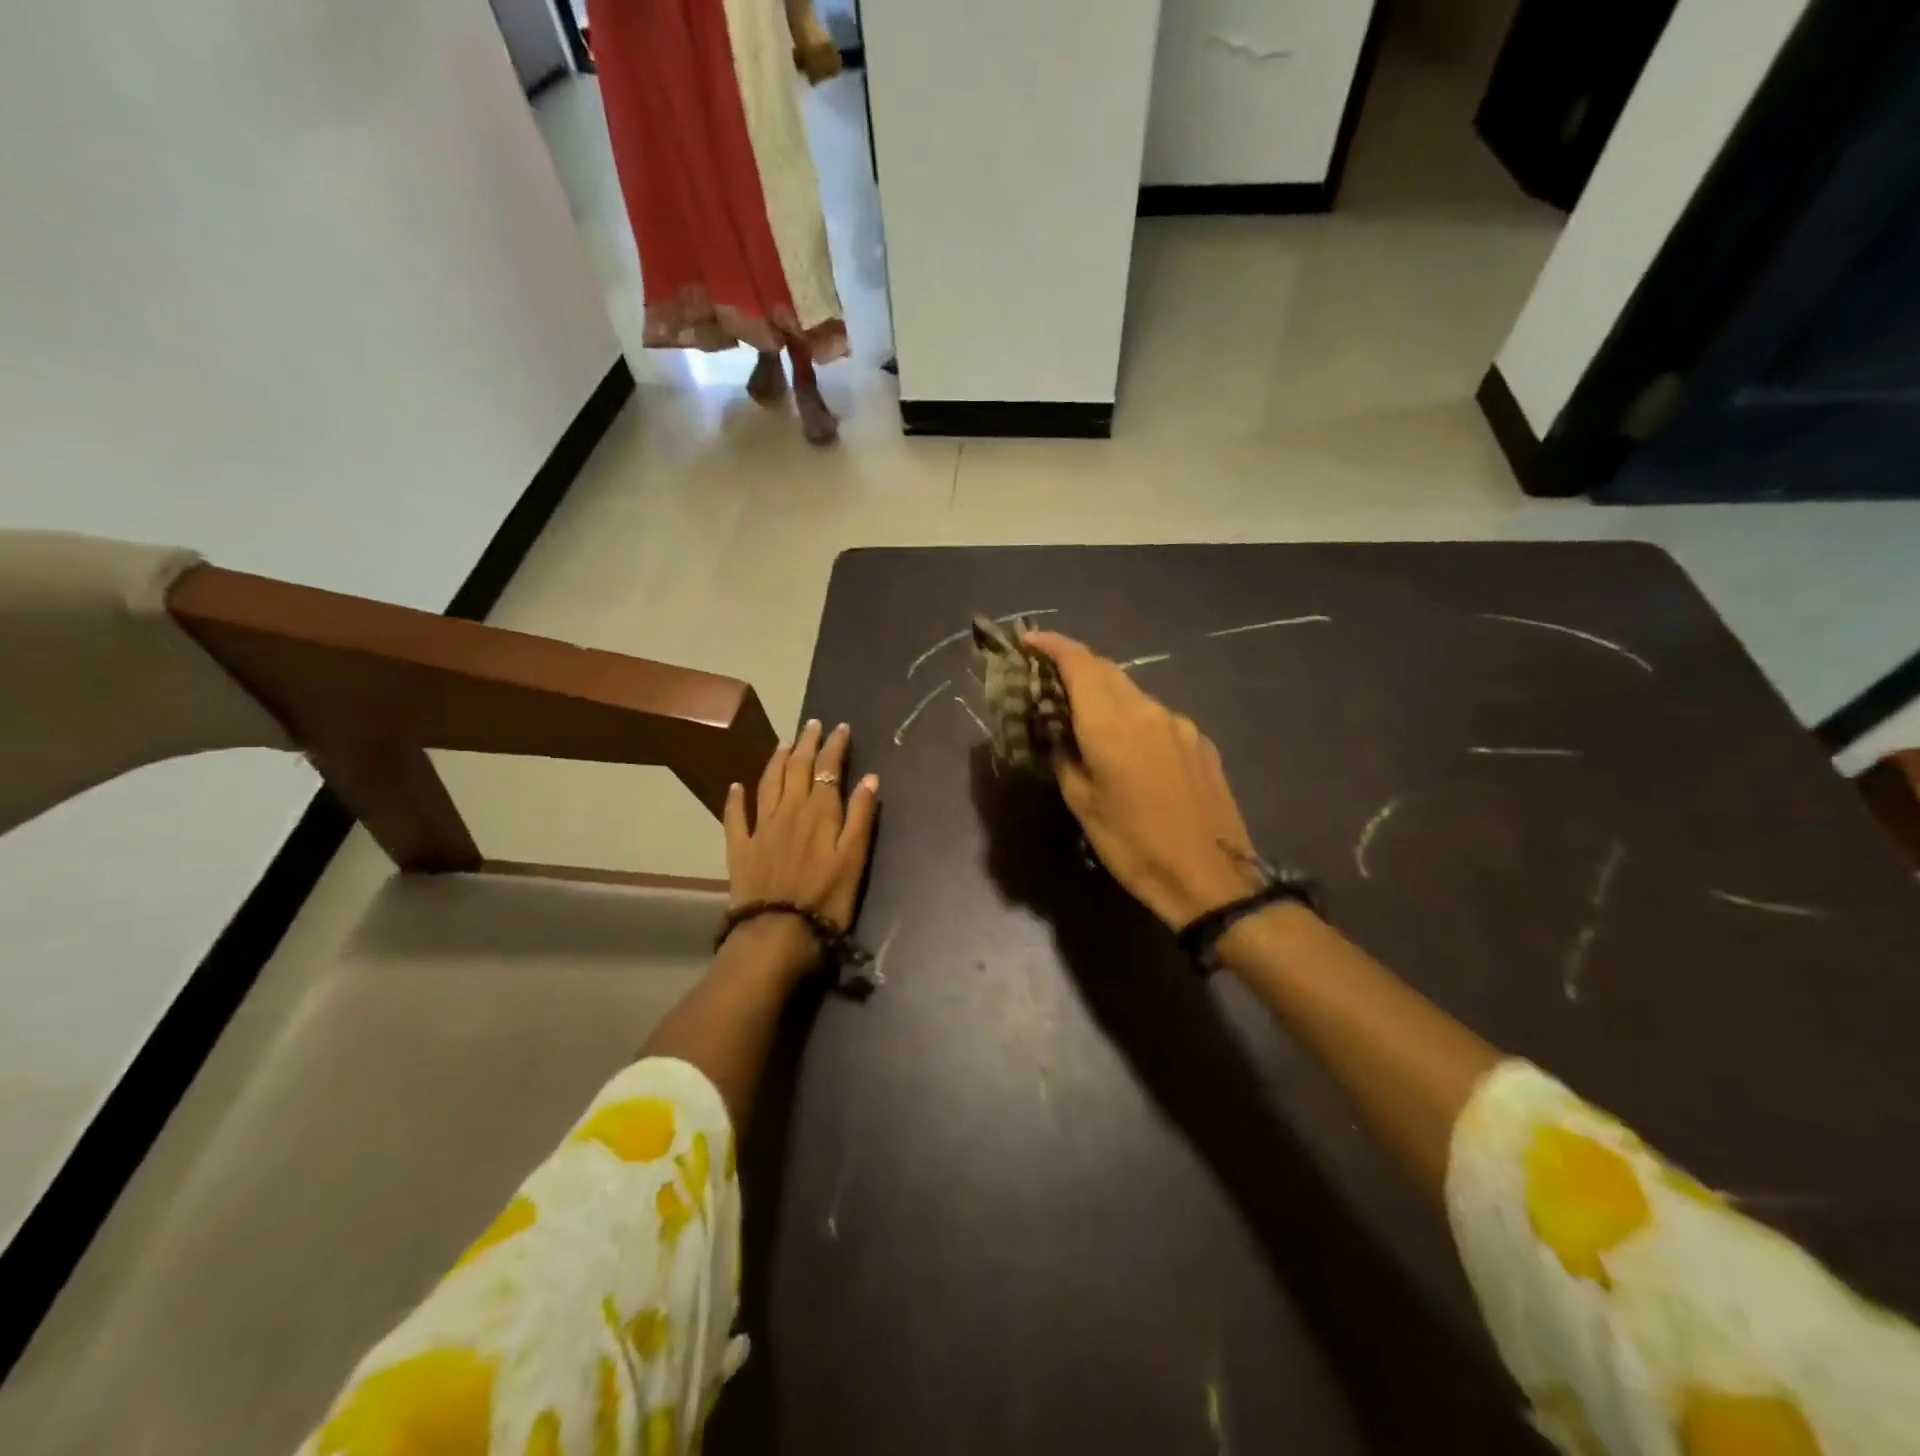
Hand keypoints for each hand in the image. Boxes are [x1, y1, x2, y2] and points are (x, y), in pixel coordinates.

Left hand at [723, 720, 879, 980]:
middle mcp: (789, 810)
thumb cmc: (826, 898)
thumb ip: (860, 816)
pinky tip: (736, 786)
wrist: (777, 932)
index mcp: (819, 811)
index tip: (841, 727)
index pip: (827, 768)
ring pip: (768, 783)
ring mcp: (761, 827)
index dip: (834, 746)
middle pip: (796, 768)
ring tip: (783, 743)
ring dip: (776, 760)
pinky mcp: (740, 847)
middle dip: (806, 743)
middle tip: (812, 724)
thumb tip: (869, 778)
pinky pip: (736, 816)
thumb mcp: (854, 858)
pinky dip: (736, 798)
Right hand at [1023, 631, 1262, 928]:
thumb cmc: (1134, 846)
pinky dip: (1134, 720)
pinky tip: (1131, 752)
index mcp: (1112, 724)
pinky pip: (1158, 718)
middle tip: (1049, 681)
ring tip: (1087, 722)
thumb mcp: (1083, 805)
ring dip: (1105, 696)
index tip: (1029, 640)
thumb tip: (1060, 733)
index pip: (1080, 663)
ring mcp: (1180, 724)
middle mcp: (1148, 711)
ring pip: (1133, 694)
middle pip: (1107, 671)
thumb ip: (1066, 757)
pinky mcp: (1200, 742)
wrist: (1211, 877)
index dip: (1052, 645)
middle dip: (1076, 667)